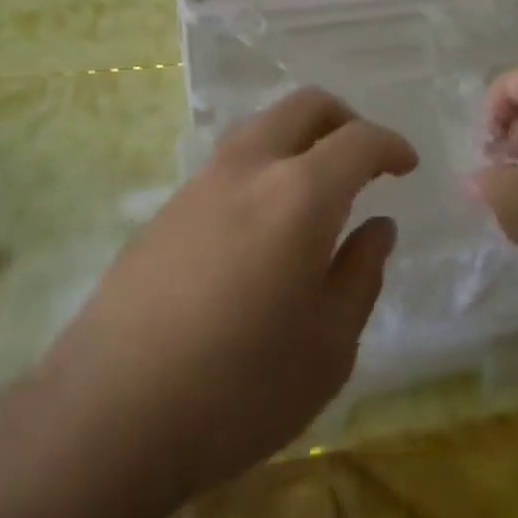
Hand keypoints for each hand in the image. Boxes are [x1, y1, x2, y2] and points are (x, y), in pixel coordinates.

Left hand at [36, 87, 415, 505]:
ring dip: (300, 138)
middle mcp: (251, 167)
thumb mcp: (328, 347)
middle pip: (305, 105)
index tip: (407, 165)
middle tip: (364, 159)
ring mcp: (202, 181)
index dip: (390, 145)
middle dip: (345, 119)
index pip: (358, 140)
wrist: (110, 411)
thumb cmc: (239, 388)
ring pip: (263, 125)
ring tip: (317, 189)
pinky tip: (264, 222)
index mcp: (301, 193)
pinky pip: (231, 160)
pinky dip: (265, 164)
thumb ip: (361, 275)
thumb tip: (377, 227)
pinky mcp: (168, 206)